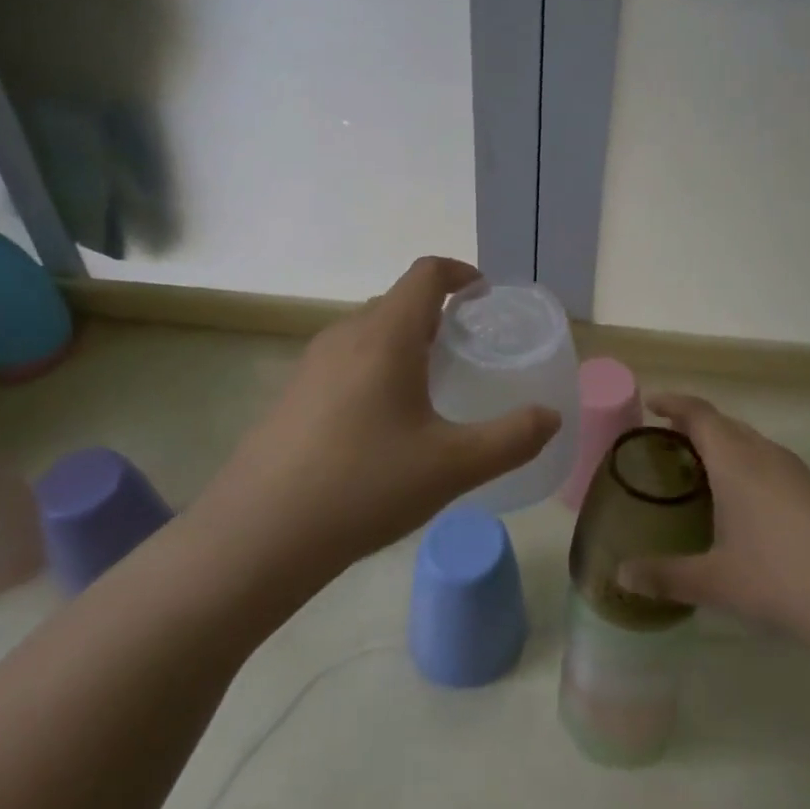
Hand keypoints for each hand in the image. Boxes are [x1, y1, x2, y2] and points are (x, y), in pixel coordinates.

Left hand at [197, 257, 561, 568]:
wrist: (258, 536)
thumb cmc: (364, 486)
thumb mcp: (453, 466)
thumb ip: (512, 438)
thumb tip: (551, 418)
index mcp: (386, 335)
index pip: (426, 274)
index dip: (459, 273)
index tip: (484, 294)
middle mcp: (346, 335)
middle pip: (397, 301)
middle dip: (435, 313)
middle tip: (465, 348)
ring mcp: (311, 364)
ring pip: (368, 332)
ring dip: (403, 341)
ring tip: (429, 384)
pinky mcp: (292, 394)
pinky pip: (345, 360)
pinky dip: (375, 366)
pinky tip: (382, 422)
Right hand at [616, 393, 809, 659]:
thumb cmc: (783, 579)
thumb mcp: (717, 582)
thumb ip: (666, 576)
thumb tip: (621, 576)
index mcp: (736, 460)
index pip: (699, 413)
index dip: (673, 403)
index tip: (650, 404)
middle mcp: (766, 455)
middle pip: (726, 424)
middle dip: (695, 426)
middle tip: (667, 443)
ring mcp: (797, 473)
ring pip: (752, 444)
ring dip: (724, 447)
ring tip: (701, 471)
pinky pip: (771, 465)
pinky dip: (747, 468)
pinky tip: (745, 504)